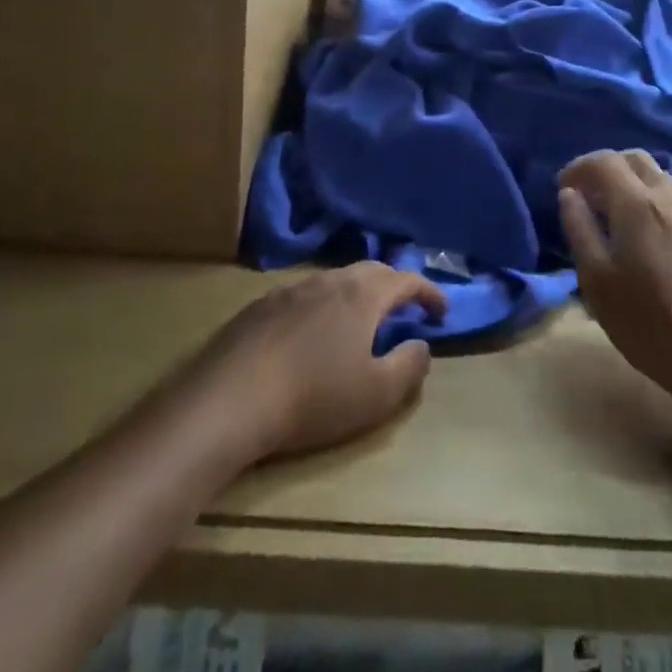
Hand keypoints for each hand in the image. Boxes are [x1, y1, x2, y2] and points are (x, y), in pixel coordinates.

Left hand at [196, 263, 447, 459]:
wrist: (230, 399)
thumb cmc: (313, 398)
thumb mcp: (376, 395)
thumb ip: (409, 367)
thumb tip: (421, 345)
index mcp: (362, 295)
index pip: (406, 280)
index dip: (429, 293)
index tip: (441, 311)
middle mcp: (329, 280)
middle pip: (370, 271)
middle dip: (393, 286)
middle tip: (404, 310)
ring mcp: (291, 289)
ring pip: (334, 281)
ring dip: (356, 295)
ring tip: (359, 321)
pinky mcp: (261, 306)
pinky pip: (304, 295)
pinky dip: (322, 306)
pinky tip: (311, 334)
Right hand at [558, 150, 671, 398]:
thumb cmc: (646, 321)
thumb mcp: (596, 279)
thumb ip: (579, 228)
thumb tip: (569, 194)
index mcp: (636, 203)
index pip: (603, 160)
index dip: (578, 166)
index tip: (563, 187)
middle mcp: (668, 196)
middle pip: (634, 159)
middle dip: (606, 167)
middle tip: (588, 195)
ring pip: (659, 176)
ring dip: (632, 182)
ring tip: (616, 214)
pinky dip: (654, 198)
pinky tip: (649, 232)